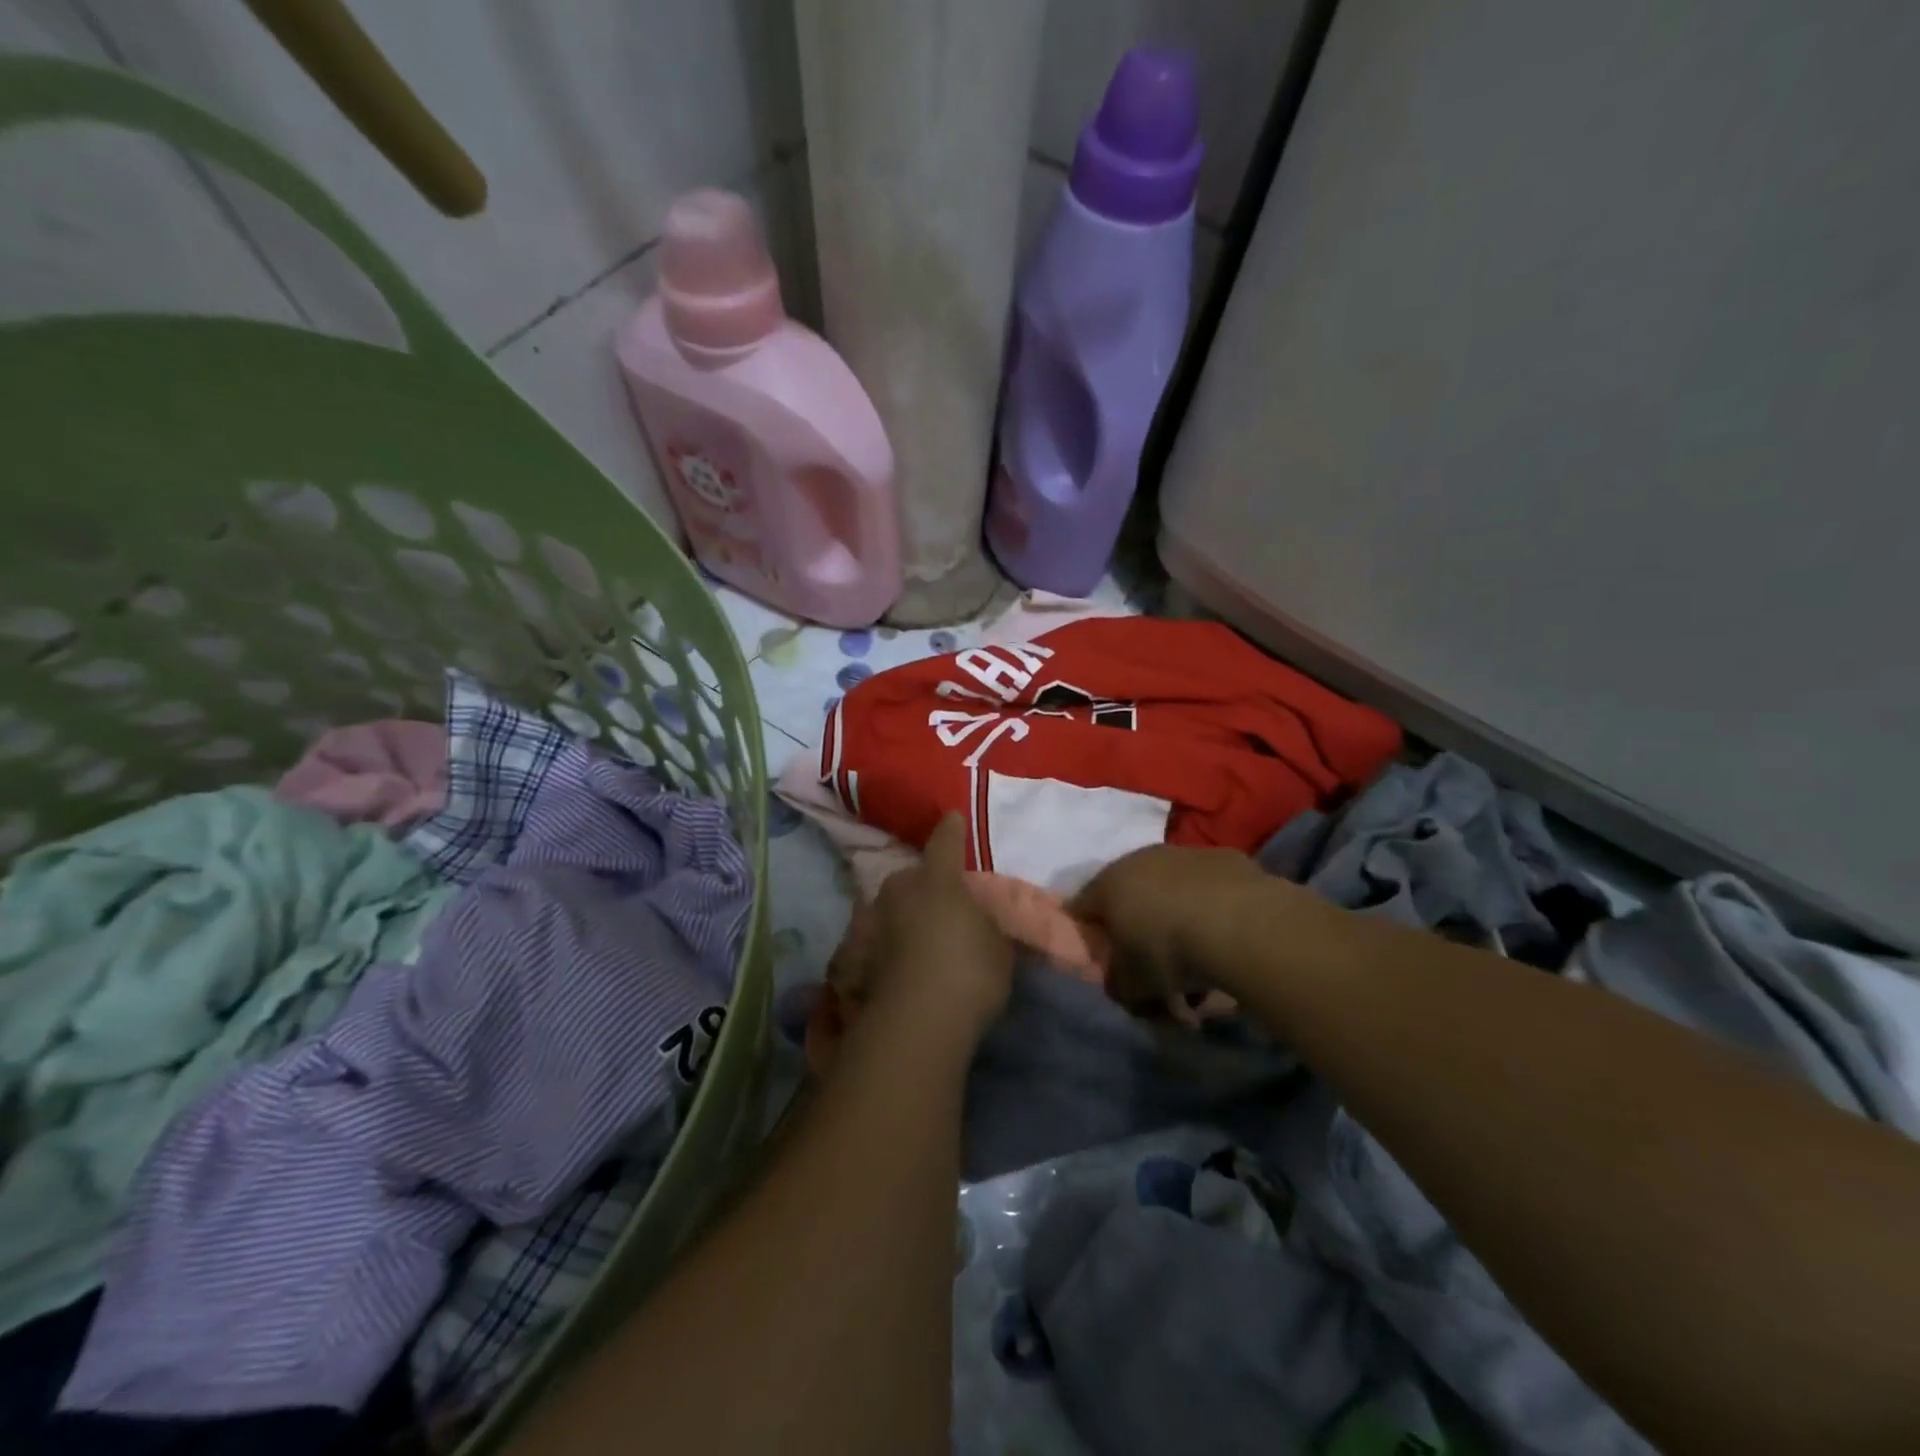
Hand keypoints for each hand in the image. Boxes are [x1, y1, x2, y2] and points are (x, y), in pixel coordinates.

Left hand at [845, 814, 1014, 1047]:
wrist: (916, 1022)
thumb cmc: (969, 972)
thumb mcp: (997, 945)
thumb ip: (986, 923)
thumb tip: (975, 919)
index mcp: (937, 879)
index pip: (946, 842)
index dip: (952, 830)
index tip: (953, 817)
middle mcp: (899, 890)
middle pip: (912, 878)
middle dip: (925, 886)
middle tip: (942, 906)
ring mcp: (872, 921)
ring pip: (891, 909)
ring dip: (902, 918)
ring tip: (919, 941)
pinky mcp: (853, 956)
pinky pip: (878, 942)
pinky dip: (887, 948)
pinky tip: (899, 967)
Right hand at [1069, 844, 1302, 1012]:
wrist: (1242, 923)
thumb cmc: (1170, 952)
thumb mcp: (1133, 985)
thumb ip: (1118, 984)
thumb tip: (1121, 982)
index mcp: (1108, 884)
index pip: (1080, 907)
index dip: (1087, 934)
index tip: (1103, 958)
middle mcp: (1139, 859)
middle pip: (1127, 894)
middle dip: (1135, 925)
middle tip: (1151, 959)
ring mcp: (1183, 854)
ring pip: (1169, 887)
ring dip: (1174, 914)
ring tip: (1197, 954)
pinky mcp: (1223, 857)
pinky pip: (1206, 887)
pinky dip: (1209, 906)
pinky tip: (1225, 934)